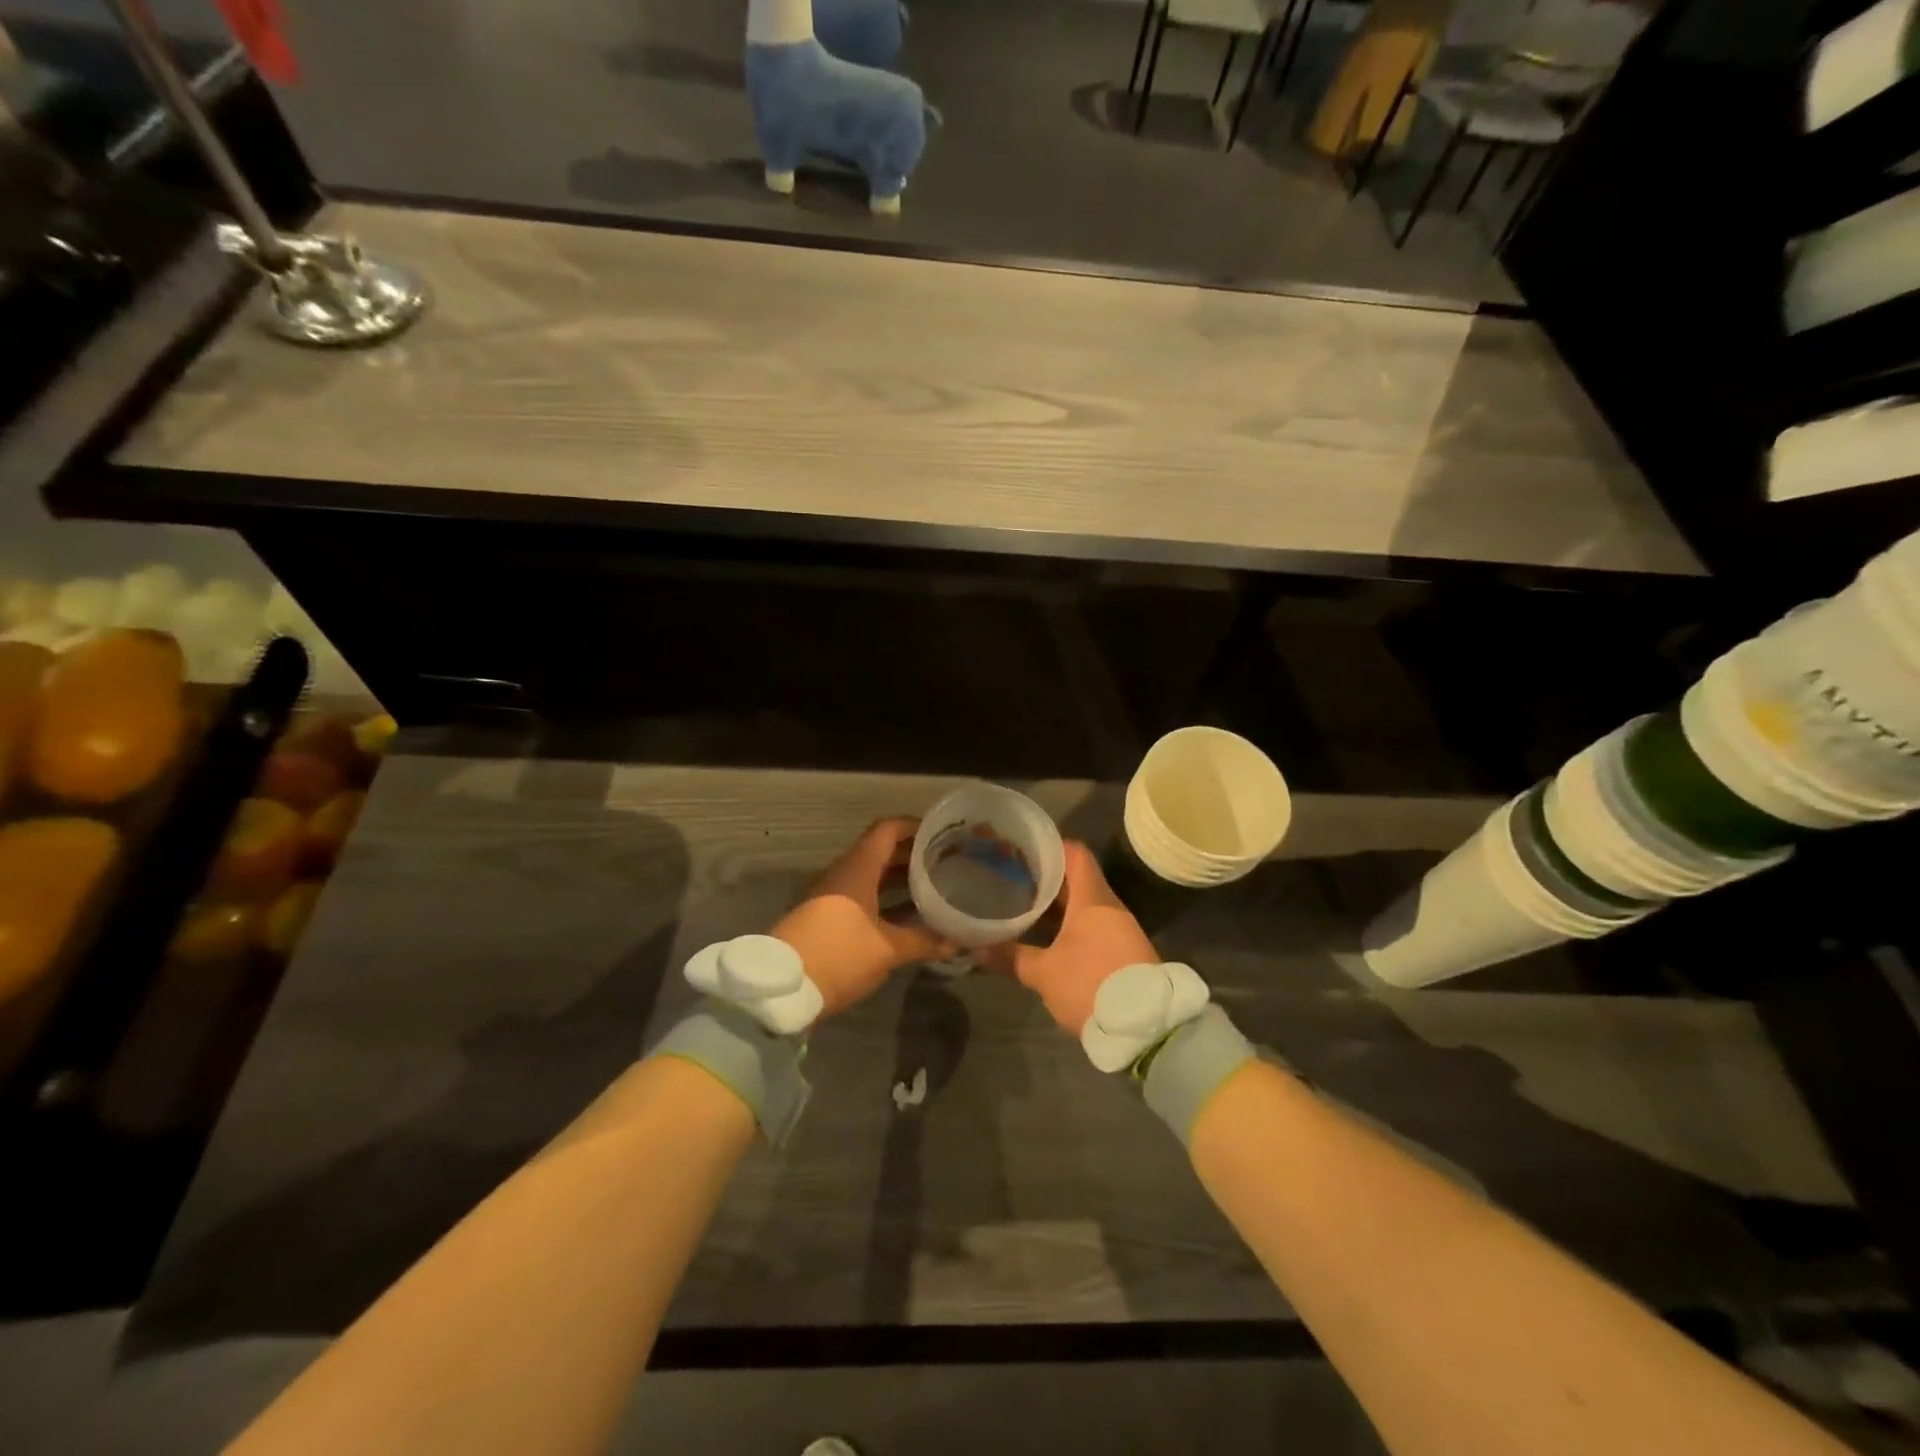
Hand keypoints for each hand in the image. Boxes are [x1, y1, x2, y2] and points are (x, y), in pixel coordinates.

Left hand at [772, 818, 953, 1015]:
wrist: (781, 988)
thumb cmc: (838, 955)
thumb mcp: (887, 950)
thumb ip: (924, 941)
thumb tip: (958, 939)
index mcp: (858, 869)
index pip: (887, 830)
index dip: (914, 827)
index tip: (942, 833)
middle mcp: (844, 874)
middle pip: (881, 852)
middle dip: (913, 855)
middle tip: (946, 861)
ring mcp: (833, 896)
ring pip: (872, 876)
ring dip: (900, 879)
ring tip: (935, 886)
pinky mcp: (827, 918)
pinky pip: (863, 897)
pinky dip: (886, 900)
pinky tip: (909, 917)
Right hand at [985, 841, 1156, 1034]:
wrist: (1145, 1028)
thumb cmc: (1091, 985)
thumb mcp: (1044, 973)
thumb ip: (1011, 957)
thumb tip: (977, 948)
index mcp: (1093, 899)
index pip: (1075, 854)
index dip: (1051, 847)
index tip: (1024, 849)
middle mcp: (1110, 906)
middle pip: (1079, 878)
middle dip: (1047, 878)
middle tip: (1015, 878)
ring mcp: (1122, 928)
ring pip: (1086, 903)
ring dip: (1060, 904)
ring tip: (1026, 905)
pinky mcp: (1126, 950)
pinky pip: (1095, 924)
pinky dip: (1072, 923)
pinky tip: (1050, 935)